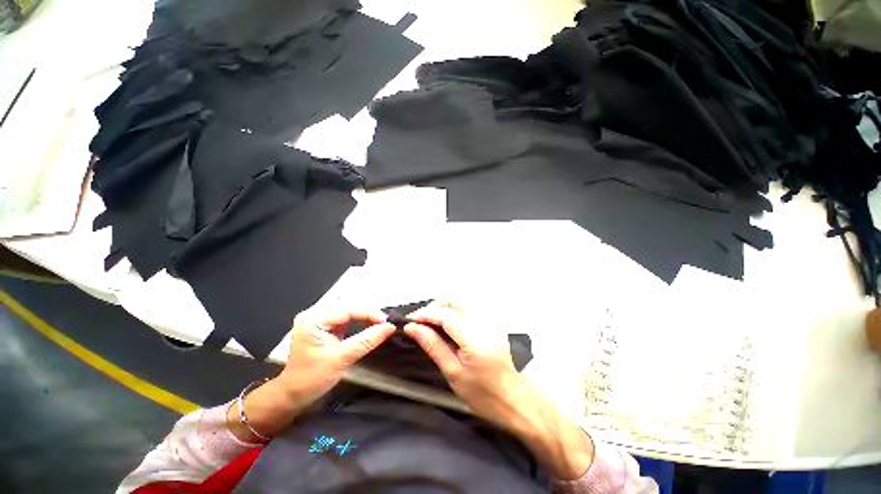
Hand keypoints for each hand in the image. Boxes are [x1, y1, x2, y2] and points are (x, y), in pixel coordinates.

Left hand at [276, 309, 395, 407]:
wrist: (293, 396)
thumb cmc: (312, 379)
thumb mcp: (342, 359)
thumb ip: (367, 341)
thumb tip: (390, 327)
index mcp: (313, 319)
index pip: (347, 310)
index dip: (369, 313)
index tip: (387, 321)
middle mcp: (315, 315)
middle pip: (348, 307)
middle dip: (368, 314)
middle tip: (385, 323)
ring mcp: (320, 320)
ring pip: (349, 312)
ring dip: (365, 317)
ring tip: (380, 323)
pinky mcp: (325, 327)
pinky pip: (346, 319)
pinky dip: (359, 322)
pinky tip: (370, 325)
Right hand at [404, 302, 593, 479]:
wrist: (517, 402)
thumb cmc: (484, 396)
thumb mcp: (454, 374)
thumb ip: (433, 346)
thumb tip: (413, 329)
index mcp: (475, 338)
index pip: (446, 316)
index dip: (425, 314)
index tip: (409, 321)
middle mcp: (485, 323)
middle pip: (456, 301)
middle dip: (435, 306)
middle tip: (420, 320)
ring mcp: (491, 322)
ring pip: (463, 303)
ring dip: (445, 308)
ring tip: (431, 322)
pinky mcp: (493, 324)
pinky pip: (470, 311)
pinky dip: (455, 312)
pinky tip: (447, 325)